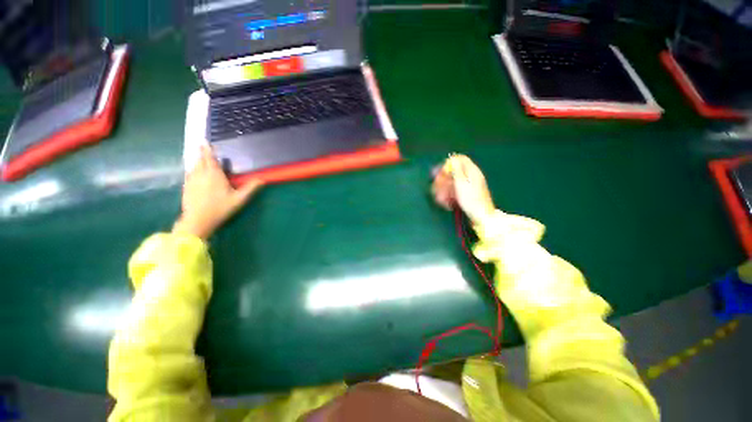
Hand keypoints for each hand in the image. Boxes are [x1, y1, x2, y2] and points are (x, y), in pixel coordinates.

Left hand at [173, 145, 263, 238]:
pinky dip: (193, 170)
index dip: (207, 149)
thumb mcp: (239, 199)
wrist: (197, 220)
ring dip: (197, 161)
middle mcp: (200, 174)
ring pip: (193, 166)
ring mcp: (191, 180)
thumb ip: (250, 188)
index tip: (205, 141)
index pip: (210, 158)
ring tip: (201, 159)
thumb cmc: (220, 208)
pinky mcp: (186, 187)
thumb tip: (262, 179)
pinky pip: (189, 174)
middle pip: (200, 160)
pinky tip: (195, 173)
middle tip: (203, 148)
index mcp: (214, 174)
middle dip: (202, 154)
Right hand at [432, 154, 494, 223]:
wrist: (481, 215)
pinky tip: (446, 201)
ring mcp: (469, 185)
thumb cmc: (471, 199)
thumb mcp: (462, 182)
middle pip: (454, 172)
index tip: (442, 173)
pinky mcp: (467, 194)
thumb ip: (456, 169)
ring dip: (444, 189)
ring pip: (453, 182)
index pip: (459, 159)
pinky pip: (455, 190)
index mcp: (471, 171)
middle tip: (437, 187)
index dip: (448, 164)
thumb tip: (452, 158)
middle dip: (443, 179)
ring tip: (441, 198)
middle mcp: (471, 176)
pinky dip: (449, 194)